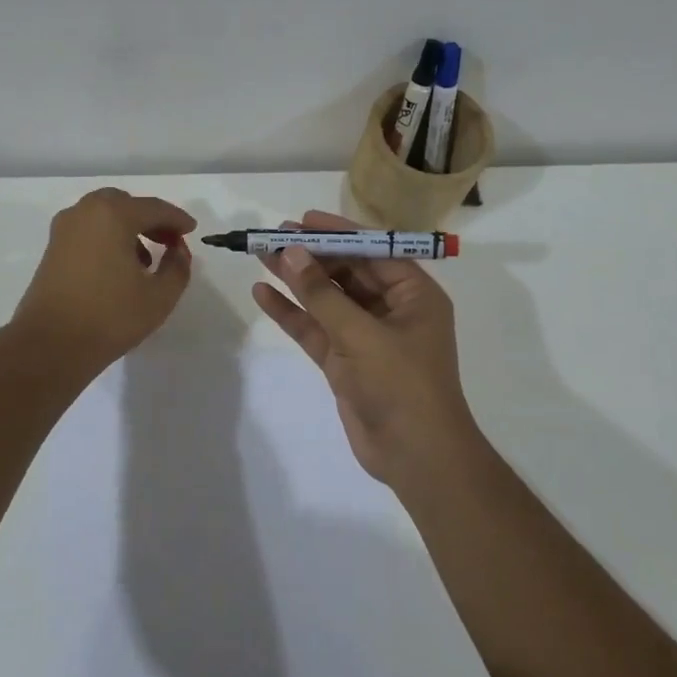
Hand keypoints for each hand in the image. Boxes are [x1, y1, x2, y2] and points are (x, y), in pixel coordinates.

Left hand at [12, 188, 195, 367]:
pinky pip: (88, 230)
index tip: (192, 231)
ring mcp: (64, 230)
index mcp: (113, 215)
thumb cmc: (110, 317)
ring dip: (128, 228)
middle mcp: (85, 213)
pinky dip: (107, 238)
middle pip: (125, 204)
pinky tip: (119, 268)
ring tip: (145, 260)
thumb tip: (178, 250)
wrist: (50, 345)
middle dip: (150, 219)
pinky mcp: (52, 249)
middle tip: (169, 241)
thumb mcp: (160, 296)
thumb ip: (177, 267)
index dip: (177, 219)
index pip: (154, 208)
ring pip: (103, 216)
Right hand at [252, 210, 478, 484]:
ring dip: (296, 280)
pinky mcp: (344, 361)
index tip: (303, 220)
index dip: (338, 233)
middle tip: (272, 236)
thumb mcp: (361, 334)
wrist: (415, 456)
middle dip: (311, 255)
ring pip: (326, 299)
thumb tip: (289, 252)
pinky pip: (315, 329)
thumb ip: (322, 294)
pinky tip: (262, 294)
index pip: (374, 251)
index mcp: (413, 295)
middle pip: (347, 272)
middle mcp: (391, 310)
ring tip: (260, 256)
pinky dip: (291, 313)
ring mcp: (365, 336)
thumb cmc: (401, 385)